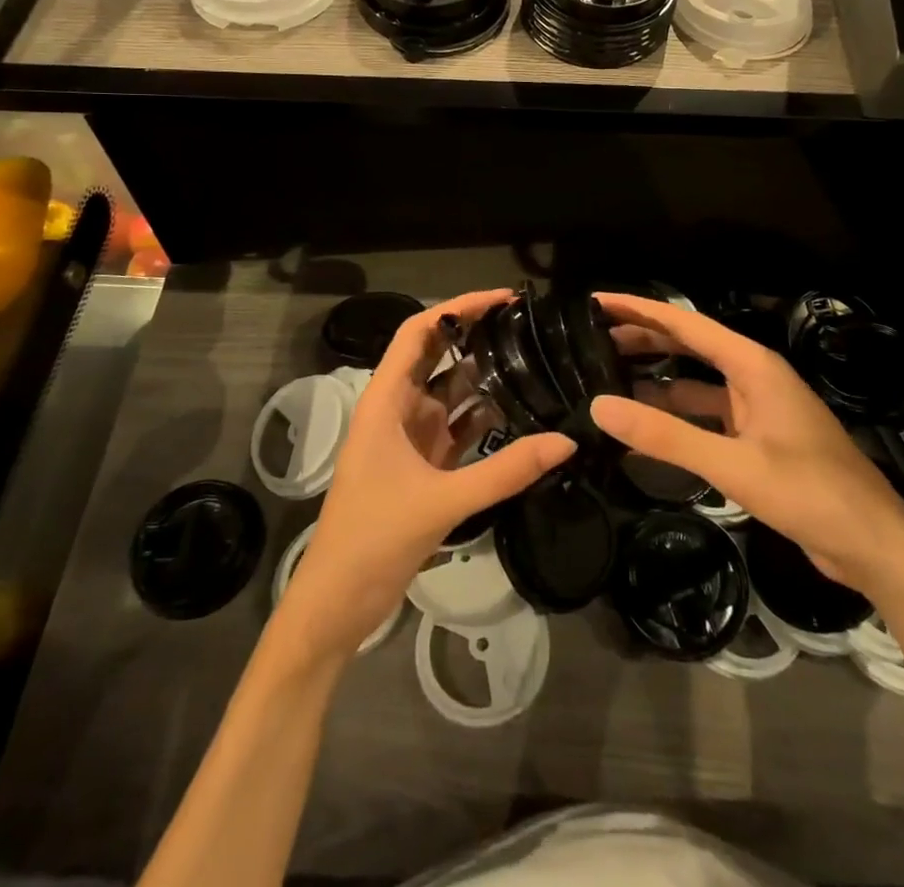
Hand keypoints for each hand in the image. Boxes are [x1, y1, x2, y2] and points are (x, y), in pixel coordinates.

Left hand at [278, 290, 575, 660]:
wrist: (337, 604)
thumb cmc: (373, 539)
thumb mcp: (442, 501)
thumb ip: (505, 471)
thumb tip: (566, 441)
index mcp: (385, 401)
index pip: (419, 332)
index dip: (457, 307)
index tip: (502, 299)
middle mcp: (397, 409)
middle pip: (438, 356)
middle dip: (477, 336)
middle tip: (528, 325)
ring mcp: (411, 437)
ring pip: (452, 393)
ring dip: (486, 378)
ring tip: (535, 360)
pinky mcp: (424, 466)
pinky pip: (459, 428)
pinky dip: (486, 419)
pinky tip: (521, 413)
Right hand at [590, 292, 903, 593]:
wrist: (875, 546)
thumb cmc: (811, 493)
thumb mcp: (734, 464)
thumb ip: (666, 436)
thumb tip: (599, 406)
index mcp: (753, 366)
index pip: (685, 324)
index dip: (640, 309)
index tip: (598, 301)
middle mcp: (754, 377)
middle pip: (689, 346)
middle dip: (643, 339)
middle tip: (591, 338)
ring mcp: (757, 409)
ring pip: (695, 383)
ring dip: (656, 379)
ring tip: (608, 378)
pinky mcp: (758, 440)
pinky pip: (706, 416)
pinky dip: (675, 417)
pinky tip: (646, 428)